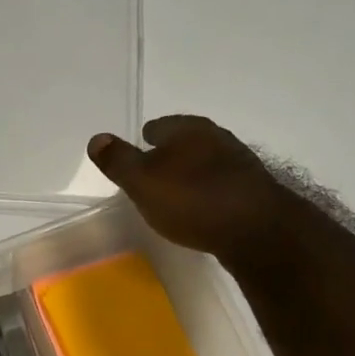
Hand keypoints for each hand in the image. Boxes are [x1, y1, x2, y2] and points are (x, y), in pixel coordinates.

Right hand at [87, 116, 279, 262]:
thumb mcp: (142, 182)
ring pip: (207, 162)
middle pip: (187, 141)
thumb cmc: (192, 200)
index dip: (147, 137)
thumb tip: (96, 138)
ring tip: (177, 192)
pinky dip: (210, 192)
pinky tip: (204, 208)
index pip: (161, 125)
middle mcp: (218, 138)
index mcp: (189, 130)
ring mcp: (241, 164)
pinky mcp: (255, 190)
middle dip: (172, 153)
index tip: (140, 148)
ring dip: (193, 173)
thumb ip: (119, 160)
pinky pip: (223, 185)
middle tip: (155, 171)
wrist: (257, 230)